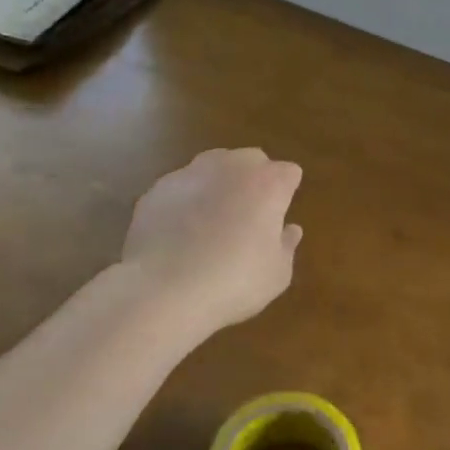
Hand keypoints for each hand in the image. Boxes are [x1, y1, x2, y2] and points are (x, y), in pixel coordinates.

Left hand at [120, 149, 303, 331]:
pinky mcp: (159, 188)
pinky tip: (179, 233)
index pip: (289, 173)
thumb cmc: (233, 282)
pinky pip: (182, 187)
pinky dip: (185, 201)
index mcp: (268, 183)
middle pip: (252, 160)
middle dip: (254, 180)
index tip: (278, 219)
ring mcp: (192, 172)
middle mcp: (232, 166)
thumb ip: (286, 246)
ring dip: (219, 184)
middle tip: (248, 217)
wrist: (163, 289)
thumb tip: (290, 230)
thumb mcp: (276, 275)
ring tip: (210, 221)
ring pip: (214, 166)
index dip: (286, 194)